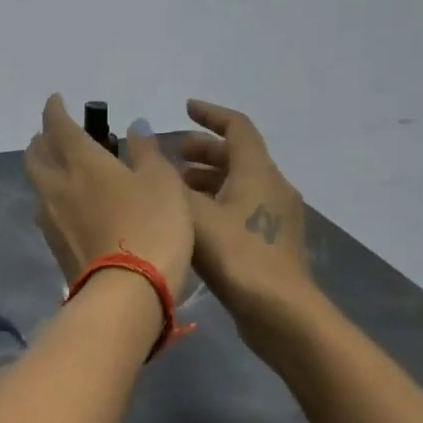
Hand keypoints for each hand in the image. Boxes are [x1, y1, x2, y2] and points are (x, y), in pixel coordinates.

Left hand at [23, 94, 194, 298]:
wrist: (126, 293)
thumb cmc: (151, 227)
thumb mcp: (162, 182)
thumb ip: (147, 152)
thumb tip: (135, 127)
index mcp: (82, 162)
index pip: (59, 126)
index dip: (55, 110)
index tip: (57, 100)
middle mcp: (57, 186)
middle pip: (35, 155)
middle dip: (42, 139)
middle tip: (56, 135)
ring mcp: (51, 219)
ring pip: (38, 184)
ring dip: (45, 170)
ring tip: (63, 169)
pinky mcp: (54, 247)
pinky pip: (46, 211)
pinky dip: (53, 198)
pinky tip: (71, 205)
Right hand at [177, 100, 312, 328]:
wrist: (281, 314)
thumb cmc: (237, 256)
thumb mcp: (193, 213)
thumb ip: (165, 177)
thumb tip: (141, 140)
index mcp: (258, 172)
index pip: (237, 127)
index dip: (210, 114)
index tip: (185, 108)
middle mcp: (273, 187)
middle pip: (238, 156)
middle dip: (204, 150)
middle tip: (171, 154)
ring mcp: (276, 218)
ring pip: (239, 184)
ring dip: (208, 179)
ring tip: (174, 188)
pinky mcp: (273, 243)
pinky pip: (243, 208)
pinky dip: (217, 203)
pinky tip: (192, 223)